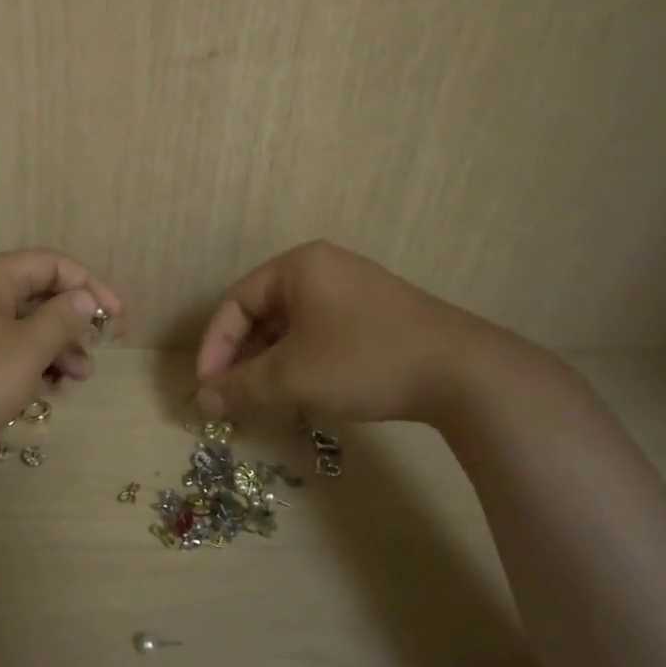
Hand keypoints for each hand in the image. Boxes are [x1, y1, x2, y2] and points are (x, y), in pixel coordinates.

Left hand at [0, 249, 123, 454]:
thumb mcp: (25, 350)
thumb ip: (61, 320)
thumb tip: (82, 300)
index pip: (53, 265)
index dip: (91, 287)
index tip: (116, 320)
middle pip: (37, 295)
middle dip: (73, 325)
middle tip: (94, 356)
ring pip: (20, 326)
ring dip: (53, 349)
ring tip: (75, 381)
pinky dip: (25, 364)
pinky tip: (44, 390)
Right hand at [195, 240, 505, 426]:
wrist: (463, 373)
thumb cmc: (363, 360)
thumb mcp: (292, 376)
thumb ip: (240, 386)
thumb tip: (202, 400)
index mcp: (298, 266)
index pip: (236, 302)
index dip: (214, 346)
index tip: (207, 387)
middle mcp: (323, 268)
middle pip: (262, 312)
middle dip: (243, 357)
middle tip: (232, 397)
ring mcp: (352, 290)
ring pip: (291, 326)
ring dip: (270, 363)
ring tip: (263, 400)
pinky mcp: (375, 315)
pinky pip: (320, 333)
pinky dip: (301, 361)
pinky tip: (302, 392)